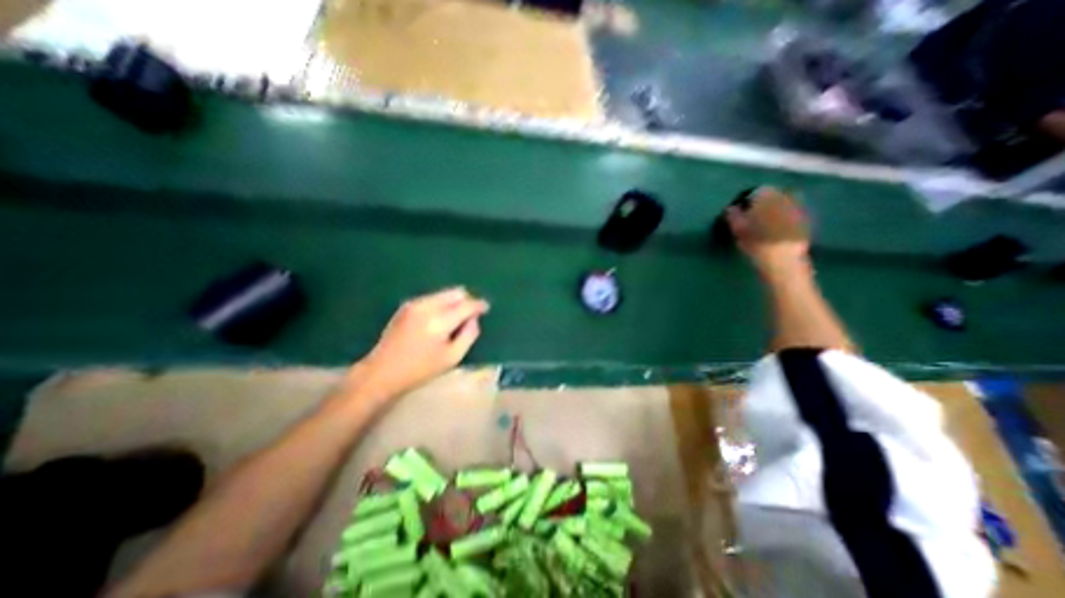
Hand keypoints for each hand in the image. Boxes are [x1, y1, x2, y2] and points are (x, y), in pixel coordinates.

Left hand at [345, 285, 485, 400]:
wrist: (382, 372)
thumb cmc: (420, 369)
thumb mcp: (452, 357)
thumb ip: (469, 335)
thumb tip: (474, 319)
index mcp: (440, 321)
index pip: (467, 305)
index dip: (479, 305)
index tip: (486, 308)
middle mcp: (428, 306)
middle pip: (456, 292)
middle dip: (466, 300)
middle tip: (471, 314)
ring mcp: (415, 303)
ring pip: (444, 293)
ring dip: (454, 302)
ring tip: (455, 318)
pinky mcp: (407, 305)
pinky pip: (432, 297)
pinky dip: (442, 304)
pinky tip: (439, 319)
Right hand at [729, 187, 811, 278]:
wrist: (783, 259)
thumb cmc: (755, 241)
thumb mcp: (737, 228)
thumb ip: (733, 215)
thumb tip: (732, 208)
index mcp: (767, 195)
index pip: (754, 192)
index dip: (746, 202)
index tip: (740, 213)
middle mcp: (785, 196)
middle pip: (771, 197)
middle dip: (762, 205)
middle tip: (751, 219)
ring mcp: (798, 208)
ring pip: (782, 206)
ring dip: (773, 213)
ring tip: (763, 227)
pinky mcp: (806, 222)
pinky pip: (791, 216)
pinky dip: (783, 221)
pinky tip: (775, 233)